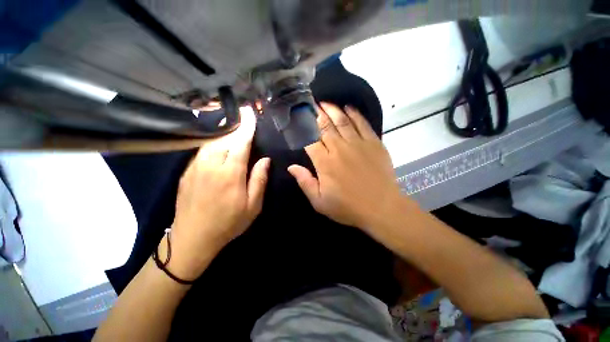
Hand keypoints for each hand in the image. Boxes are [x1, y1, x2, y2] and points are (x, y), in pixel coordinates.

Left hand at [166, 107, 270, 279]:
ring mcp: (195, 168)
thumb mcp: (253, 205)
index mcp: (230, 173)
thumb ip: (259, 179)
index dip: (247, 127)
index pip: (240, 143)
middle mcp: (211, 165)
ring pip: (211, 143)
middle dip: (235, 129)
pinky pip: (201, 151)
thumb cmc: (228, 223)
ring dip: (223, 136)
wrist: (193, 238)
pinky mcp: (186, 173)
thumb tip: (265, 159)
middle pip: (224, 139)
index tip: (250, 113)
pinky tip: (218, 147)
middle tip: (244, 123)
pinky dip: (212, 145)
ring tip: (233, 133)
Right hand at [288, 103, 403, 230]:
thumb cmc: (348, 207)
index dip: (302, 128)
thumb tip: (291, 167)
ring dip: (332, 110)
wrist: (381, 208)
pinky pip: (362, 124)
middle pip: (324, 126)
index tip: (298, 120)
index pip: (309, 140)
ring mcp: (358, 144)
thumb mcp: (320, 202)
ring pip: (342, 121)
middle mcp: (339, 149)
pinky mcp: (374, 143)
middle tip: (310, 104)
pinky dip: (355, 114)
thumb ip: (305, 182)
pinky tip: (348, 108)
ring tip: (325, 103)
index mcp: (324, 163)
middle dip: (316, 114)